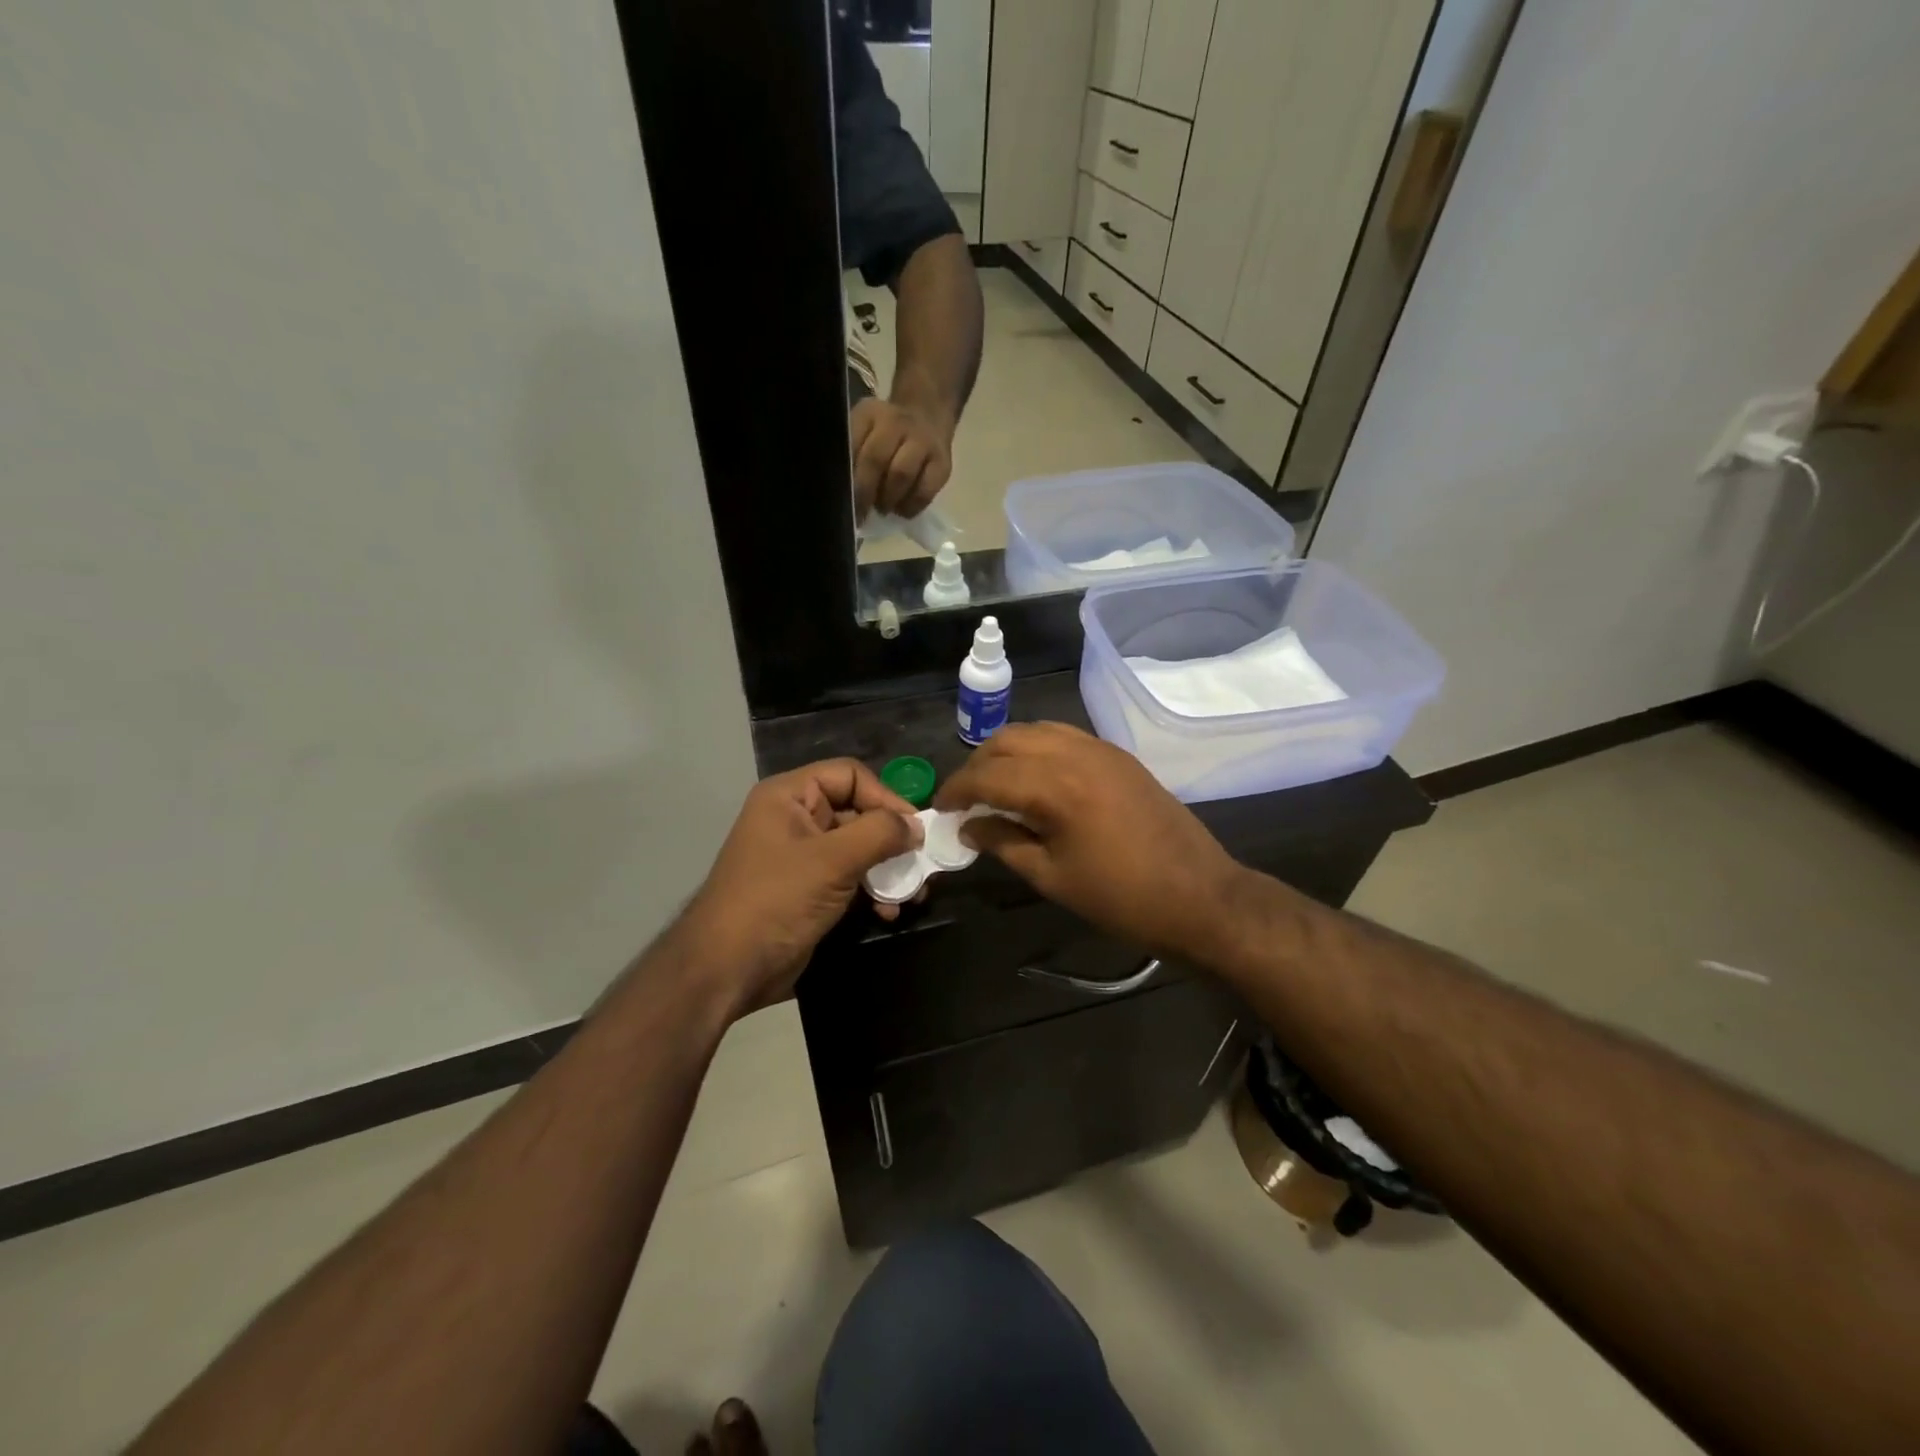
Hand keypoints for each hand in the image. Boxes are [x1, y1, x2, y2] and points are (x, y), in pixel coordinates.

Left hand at [678, 759, 920, 1011]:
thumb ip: (880, 833)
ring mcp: (801, 856)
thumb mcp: (832, 861)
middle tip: (922, 863)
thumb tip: (917, 826)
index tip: (914, 829)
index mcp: (789, 796)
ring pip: (858, 847)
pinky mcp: (808, 890)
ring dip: (888, 868)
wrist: (727, 969)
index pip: (850, 775)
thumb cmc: (777, 901)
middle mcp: (795, 818)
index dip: (885, 796)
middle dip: (892, 838)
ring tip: (913, 893)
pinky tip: (889, 911)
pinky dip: (872, 889)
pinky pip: (850, 876)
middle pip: (857, 811)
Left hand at [849, 396, 952, 520]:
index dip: (846, 475)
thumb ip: (852, 454)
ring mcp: (923, 441)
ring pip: (901, 474)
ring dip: (888, 499)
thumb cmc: (886, 435)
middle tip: (860, 512)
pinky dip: (911, 506)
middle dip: (865, 492)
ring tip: (883, 508)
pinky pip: (925, 491)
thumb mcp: (863, 430)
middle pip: (875, 459)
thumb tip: (844, 492)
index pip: (851, 443)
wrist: (928, 418)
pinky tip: (903, 510)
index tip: (842, 499)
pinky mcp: (942, 463)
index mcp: (869, 413)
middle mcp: (896, 422)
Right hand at [934, 722, 1247, 961]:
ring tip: (994, 785)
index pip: (988, 774)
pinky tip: (1034, 778)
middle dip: (978, 765)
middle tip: (965, 798)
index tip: (941, 809)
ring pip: (1036, 731)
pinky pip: (1064, 736)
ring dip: (1007, 751)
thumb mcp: (1052, 877)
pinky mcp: (1118, 756)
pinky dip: (1037, 748)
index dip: (957, 789)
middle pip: (1008, 741)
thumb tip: (969, 827)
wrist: (1200, 896)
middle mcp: (1075, 753)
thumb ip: (1004, 843)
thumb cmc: (1121, 897)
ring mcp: (1101, 749)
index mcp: (1056, 786)